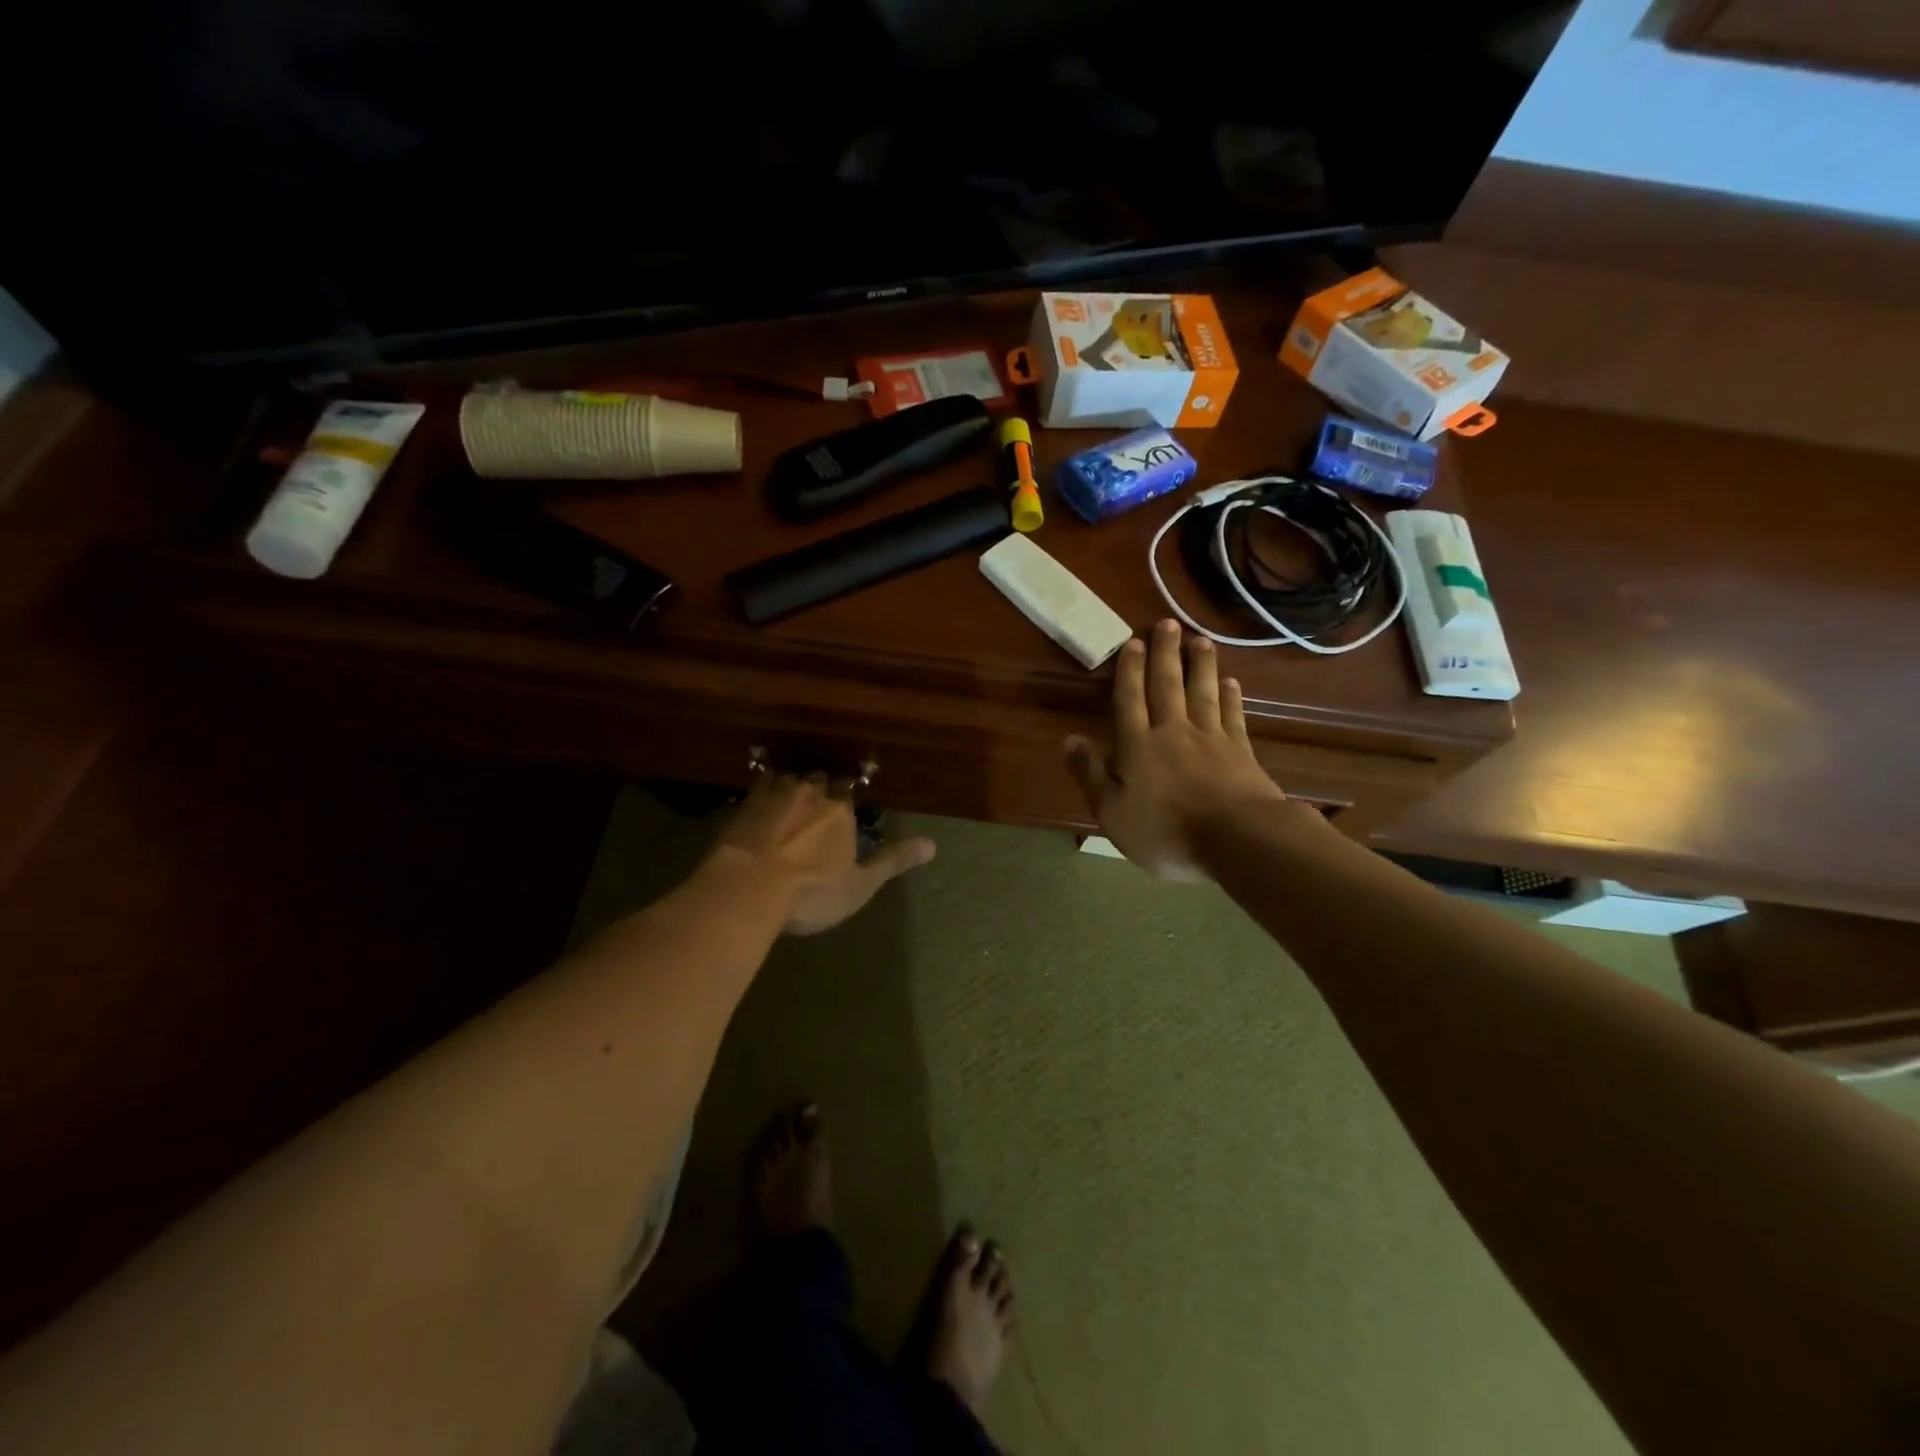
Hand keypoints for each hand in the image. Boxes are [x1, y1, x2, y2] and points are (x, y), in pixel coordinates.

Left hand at [709, 771, 935, 934]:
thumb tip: (933, 845)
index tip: (843, 799)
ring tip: (787, 798)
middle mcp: (809, 792)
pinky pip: (754, 788)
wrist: (748, 888)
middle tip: (815, 799)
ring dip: (789, 785)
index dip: (845, 792)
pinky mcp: (741, 806)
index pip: (848, 787)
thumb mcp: (860, 884)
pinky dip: (759, 793)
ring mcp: (772, 796)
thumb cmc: (811, 890)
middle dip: (818, 786)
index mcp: (839, 809)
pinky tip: (755, 802)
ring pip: (786, 778)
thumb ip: (893, 862)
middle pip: (817, 778)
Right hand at [1065, 619, 1291, 880]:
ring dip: (1200, 665)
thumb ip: (1090, 773)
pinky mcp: (1241, 751)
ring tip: (1200, 640)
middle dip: (1165, 654)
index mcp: (1138, 745)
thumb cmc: (1165, 830)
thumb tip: (1069, 739)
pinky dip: (1231, 697)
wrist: (1236, 839)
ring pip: (1202, 693)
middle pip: (1167, 686)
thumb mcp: (1112, 811)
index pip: (1130, 699)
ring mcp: (1211, 739)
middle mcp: (1173, 731)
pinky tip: (1232, 682)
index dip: (1129, 670)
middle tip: (1167, 625)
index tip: (1132, 641)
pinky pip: (1233, 716)